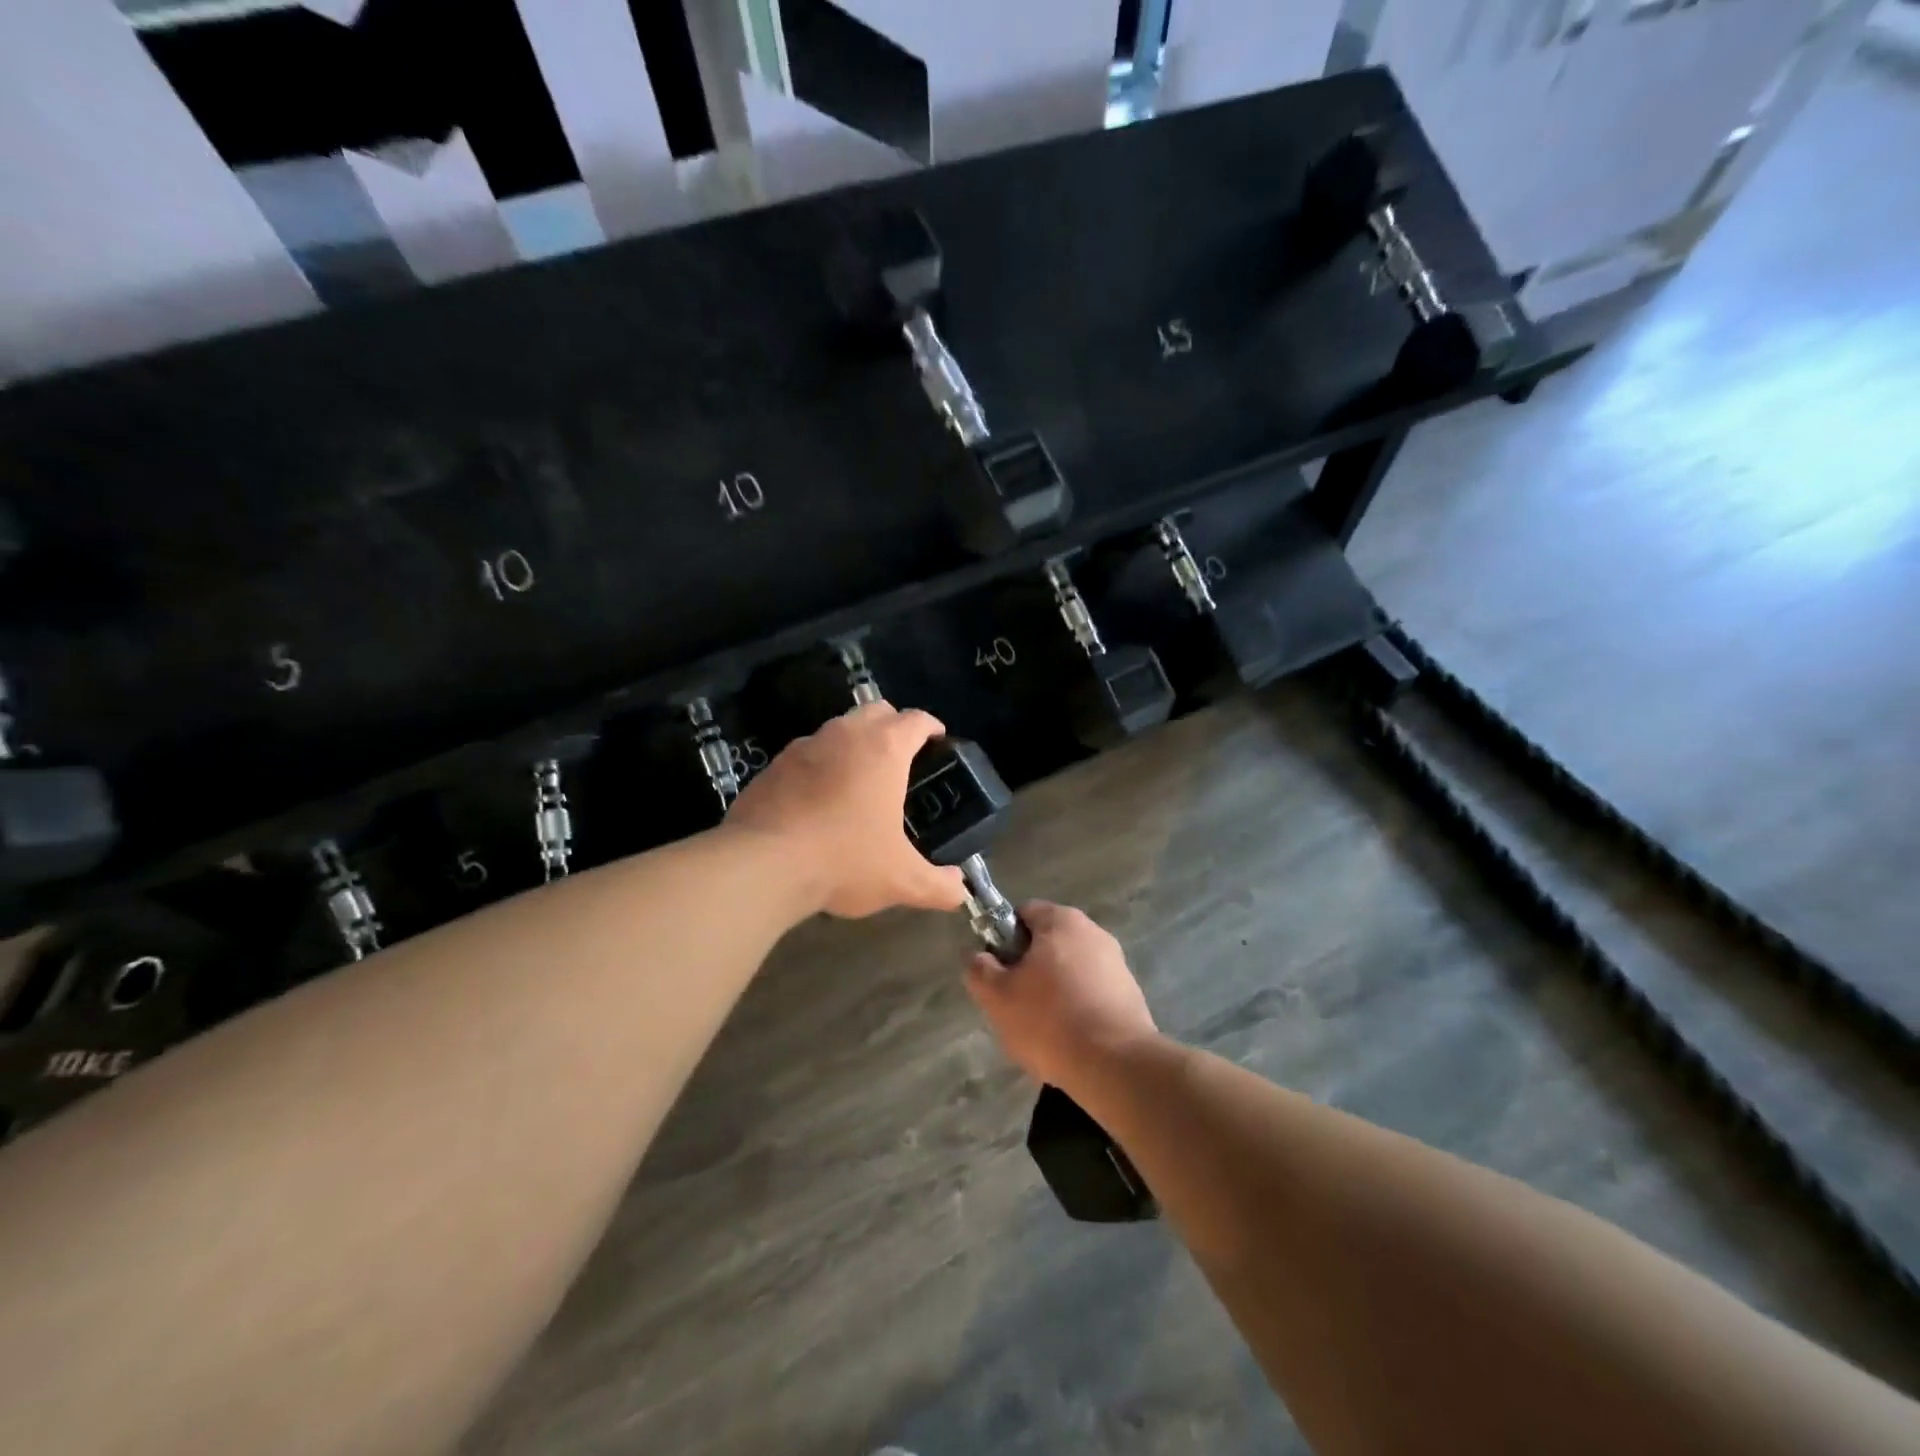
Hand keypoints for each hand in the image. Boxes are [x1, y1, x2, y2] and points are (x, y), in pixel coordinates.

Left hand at [726, 702, 967, 918]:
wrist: (763, 865)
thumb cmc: (844, 860)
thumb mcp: (901, 880)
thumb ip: (938, 885)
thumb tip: (960, 892)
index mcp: (884, 749)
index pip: (917, 720)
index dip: (932, 728)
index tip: (938, 742)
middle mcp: (845, 735)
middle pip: (876, 711)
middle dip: (893, 726)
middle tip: (902, 759)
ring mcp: (805, 746)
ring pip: (838, 728)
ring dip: (854, 744)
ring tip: (860, 780)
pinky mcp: (773, 765)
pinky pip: (807, 754)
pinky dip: (820, 765)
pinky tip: (819, 800)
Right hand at [963, 902, 1157, 1087]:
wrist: (1115, 1065)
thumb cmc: (1049, 1020)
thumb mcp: (997, 997)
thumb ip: (979, 969)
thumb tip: (978, 957)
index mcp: (1061, 921)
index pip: (1023, 913)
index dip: (1003, 938)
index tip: (997, 971)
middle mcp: (1094, 932)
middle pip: (1048, 942)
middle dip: (1029, 968)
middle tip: (1015, 1002)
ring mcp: (1117, 963)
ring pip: (1070, 970)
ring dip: (1054, 991)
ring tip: (1042, 1028)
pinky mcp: (1131, 994)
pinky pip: (1092, 993)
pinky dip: (1078, 1009)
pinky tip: (1070, 1039)